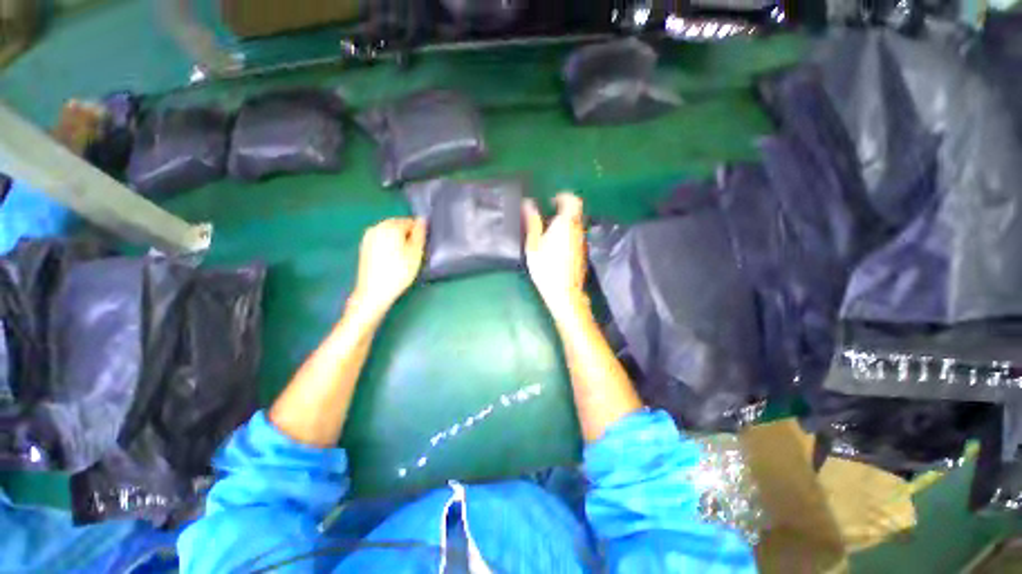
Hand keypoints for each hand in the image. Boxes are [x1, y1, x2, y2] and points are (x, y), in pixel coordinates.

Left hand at [349, 218, 426, 320]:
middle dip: (408, 235)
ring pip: (389, 233)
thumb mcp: (416, 253)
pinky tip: (393, 258)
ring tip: (405, 256)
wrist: (373, 292)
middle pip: (398, 225)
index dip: (419, 233)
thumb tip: (422, 219)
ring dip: (398, 240)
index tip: (423, 246)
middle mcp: (377, 227)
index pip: (410, 222)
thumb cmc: (399, 272)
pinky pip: (381, 240)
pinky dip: (389, 245)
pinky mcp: (364, 247)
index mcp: (390, 226)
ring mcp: (368, 237)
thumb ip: (420, 234)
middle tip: (416, 252)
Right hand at [523, 193, 588, 320]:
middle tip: (546, 218)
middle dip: (562, 210)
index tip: (550, 202)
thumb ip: (532, 222)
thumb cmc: (546, 266)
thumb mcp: (534, 244)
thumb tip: (528, 203)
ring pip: (576, 224)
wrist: (564, 292)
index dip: (562, 197)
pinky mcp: (582, 252)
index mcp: (566, 223)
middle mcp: (578, 229)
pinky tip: (555, 247)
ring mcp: (582, 241)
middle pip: (575, 211)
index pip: (572, 199)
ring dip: (564, 223)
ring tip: (547, 233)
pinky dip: (567, 234)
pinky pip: (576, 236)